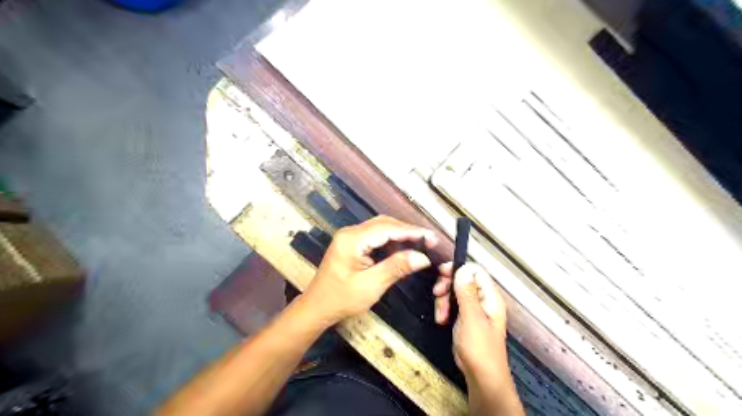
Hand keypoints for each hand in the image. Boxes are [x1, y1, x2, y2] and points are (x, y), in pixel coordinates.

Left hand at [301, 215, 434, 325]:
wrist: (317, 307)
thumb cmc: (342, 299)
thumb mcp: (371, 285)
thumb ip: (396, 267)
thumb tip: (423, 257)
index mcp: (352, 239)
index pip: (387, 228)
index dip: (411, 231)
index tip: (431, 237)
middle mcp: (350, 232)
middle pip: (384, 223)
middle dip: (407, 230)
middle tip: (429, 240)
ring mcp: (349, 237)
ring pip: (380, 227)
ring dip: (400, 234)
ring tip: (419, 243)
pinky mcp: (351, 243)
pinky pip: (375, 236)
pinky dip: (390, 240)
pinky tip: (401, 248)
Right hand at [432, 263, 514, 385]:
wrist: (481, 377)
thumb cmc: (480, 349)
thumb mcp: (471, 318)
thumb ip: (466, 293)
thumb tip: (463, 269)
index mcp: (490, 297)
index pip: (475, 271)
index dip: (458, 269)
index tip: (442, 273)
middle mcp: (483, 300)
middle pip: (462, 280)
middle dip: (447, 286)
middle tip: (437, 294)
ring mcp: (474, 309)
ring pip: (454, 292)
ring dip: (443, 300)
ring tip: (440, 315)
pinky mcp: (465, 318)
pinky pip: (452, 305)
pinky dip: (444, 309)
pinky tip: (441, 319)